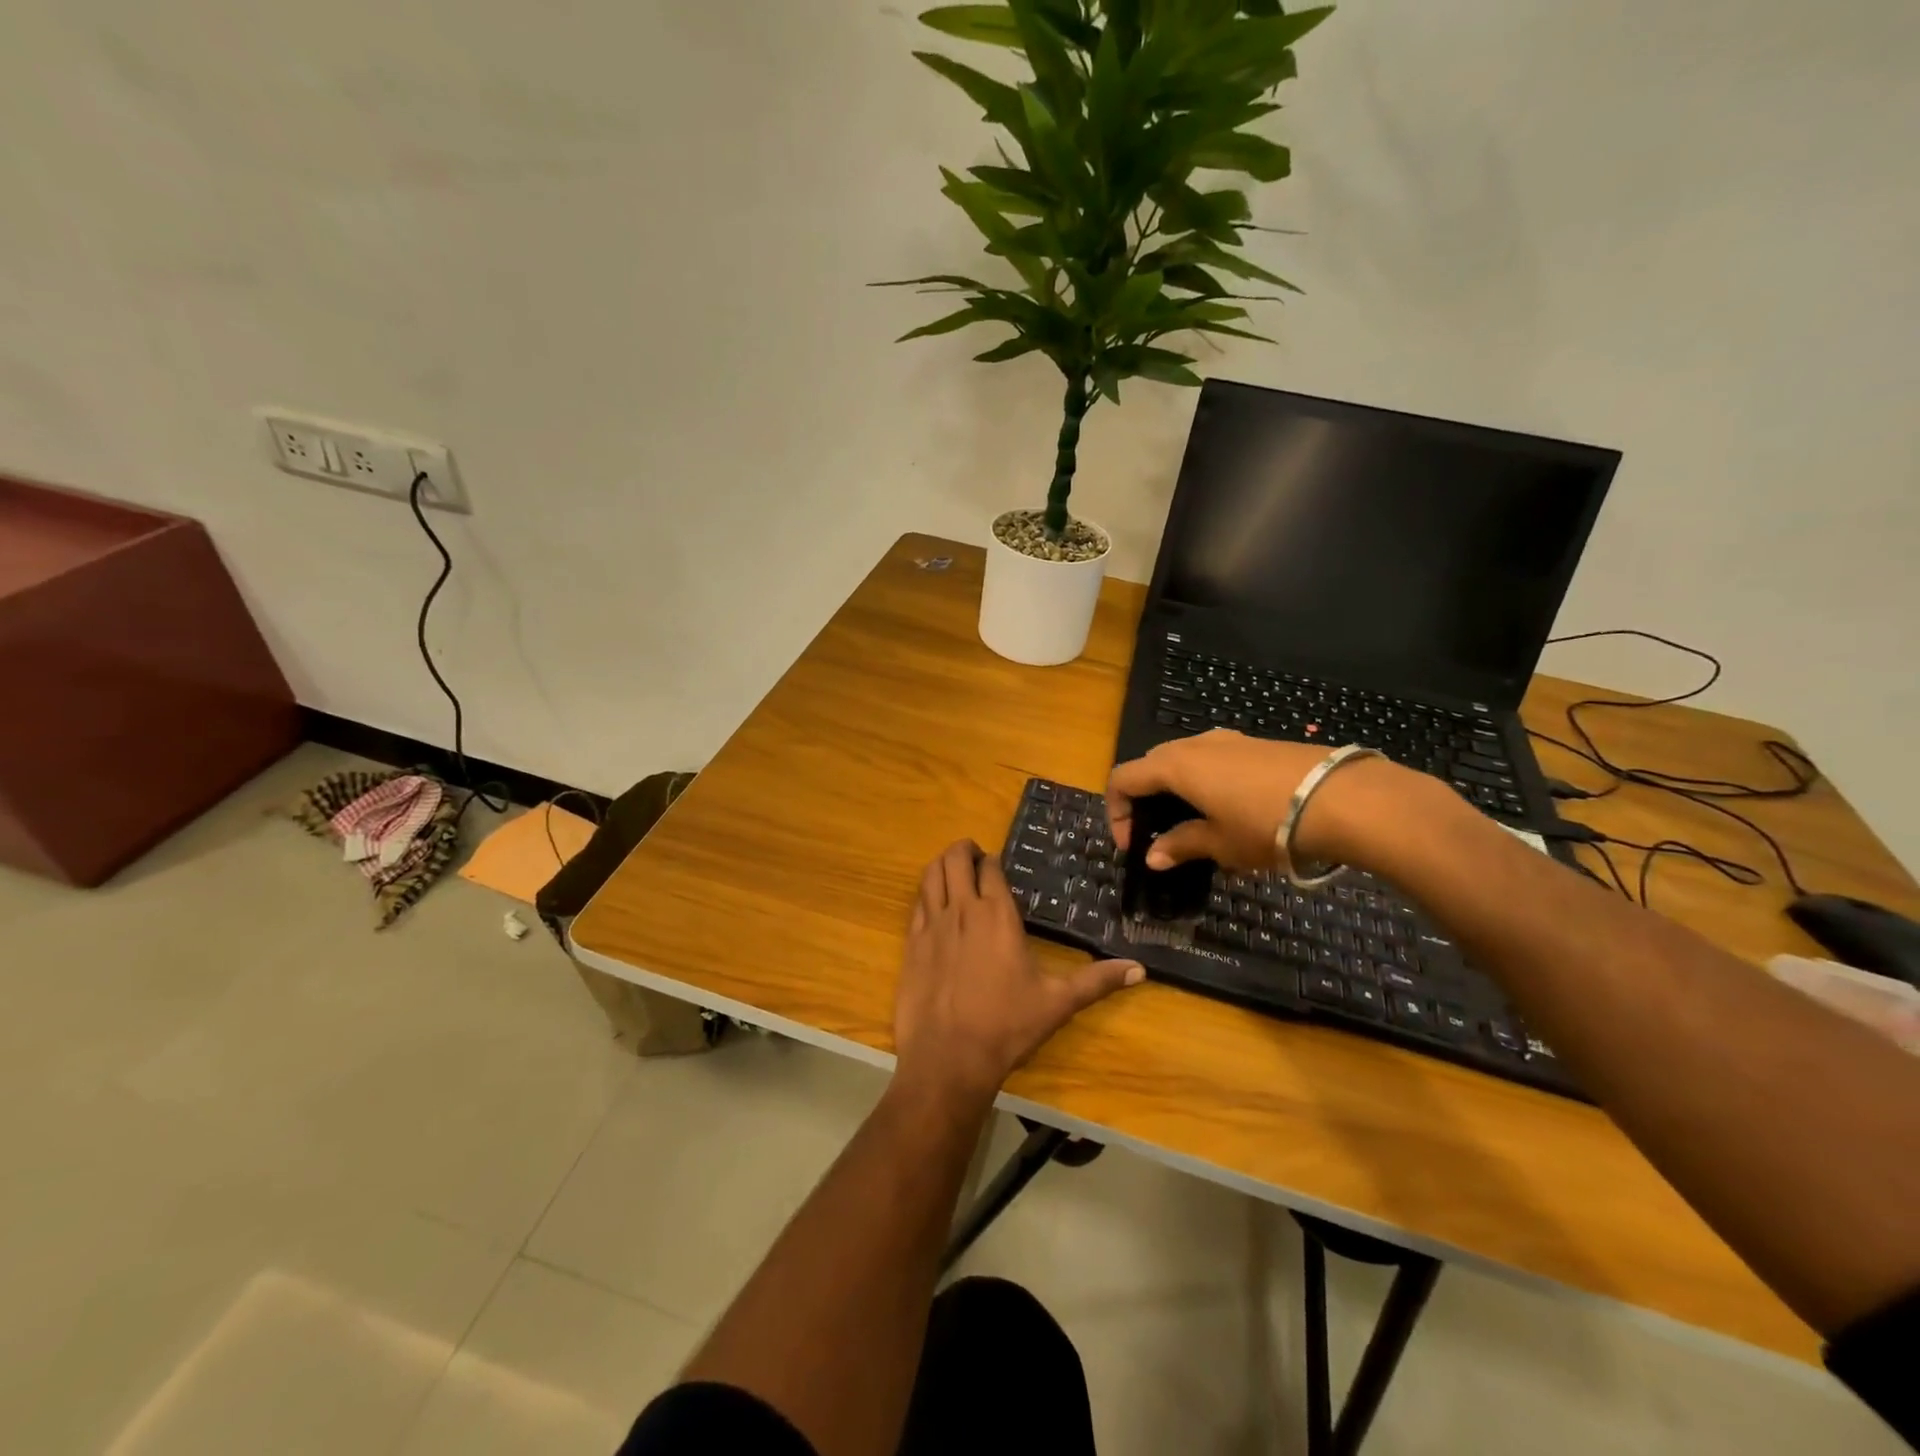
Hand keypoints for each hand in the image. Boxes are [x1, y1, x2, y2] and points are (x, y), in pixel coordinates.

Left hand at [894, 840, 1142, 1103]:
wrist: (948, 1057)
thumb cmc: (1007, 1025)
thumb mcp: (1058, 1003)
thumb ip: (1097, 981)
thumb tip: (1140, 969)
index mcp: (998, 914)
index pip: (990, 867)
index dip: (993, 860)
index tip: (998, 865)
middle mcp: (962, 909)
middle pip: (955, 859)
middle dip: (964, 851)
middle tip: (974, 859)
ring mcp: (932, 924)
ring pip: (931, 874)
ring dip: (941, 865)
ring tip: (952, 871)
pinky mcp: (910, 943)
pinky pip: (916, 903)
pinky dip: (925, 893)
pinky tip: (932, 904)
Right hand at [1106, 729, 1408, 873]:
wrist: (1342, 798)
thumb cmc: (1267, 824)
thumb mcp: (1220, 844)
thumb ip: (1182, 846)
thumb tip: (1153, 856)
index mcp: (1175, 766)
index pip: (1123, 779)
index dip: (1117, 812)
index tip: (1132, 844)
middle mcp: (1195, 744)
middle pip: (1152, 764)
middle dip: (1146, 798)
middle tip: (1159, 832)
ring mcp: (1229, 740)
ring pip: (1185, 759)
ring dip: (1177, 788)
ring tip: (1197, 823)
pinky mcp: (1257, 744)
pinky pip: (1215, 759)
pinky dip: (1206, 781)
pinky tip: (1233, 811)